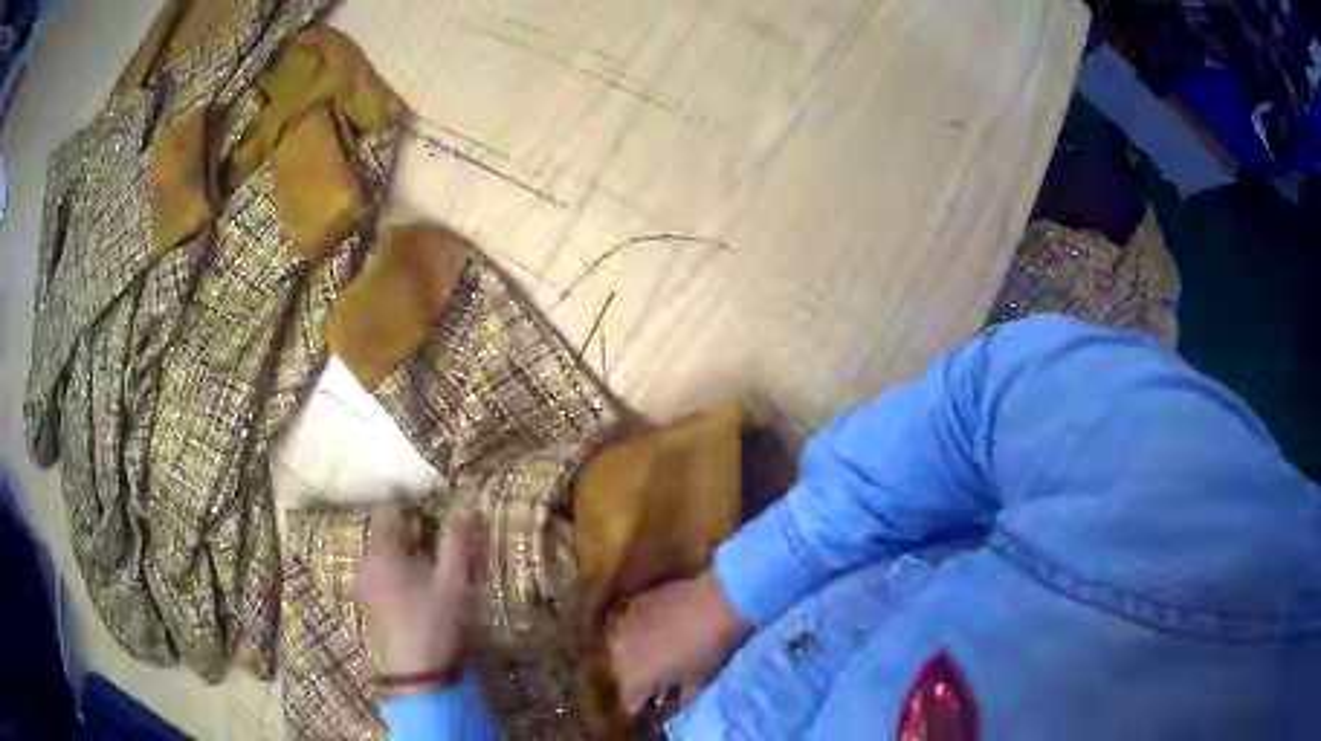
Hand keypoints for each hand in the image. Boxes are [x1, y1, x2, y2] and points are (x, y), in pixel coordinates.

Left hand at [355, 505, 479, 685]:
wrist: (416, 674)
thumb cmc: (434, 623)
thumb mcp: (453, 582)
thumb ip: (457, 542)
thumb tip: (466, 508)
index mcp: (382, 552)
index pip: (390, 511)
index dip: (413, 507)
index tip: (435, 513)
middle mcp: (366, 563)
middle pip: (386, 533)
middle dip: (412, 533)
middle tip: (439, 544)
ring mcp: (364, 584)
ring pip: (385, 555)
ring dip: (407, 554)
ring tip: (433, 568)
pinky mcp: (368, 603)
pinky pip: (382, 573)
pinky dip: (399, 571)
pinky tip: (419, 590)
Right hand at [607, 570, 752, 713]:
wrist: (717, 602)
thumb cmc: (708, 650)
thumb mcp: (696, 683)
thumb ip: (679, 697)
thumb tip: (672, 700)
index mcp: (633, 678)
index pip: (628, 702)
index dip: (640, 707)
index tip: (652, 707)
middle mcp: (617, 655)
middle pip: (620, 676)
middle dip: (634, 682)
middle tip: (653, 683)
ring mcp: (620, 627)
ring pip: (618, 651)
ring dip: (632, 657)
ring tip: (651, 658)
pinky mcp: (630, 605)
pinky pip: (624, 627)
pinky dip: (635, 634)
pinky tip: (650, 633)